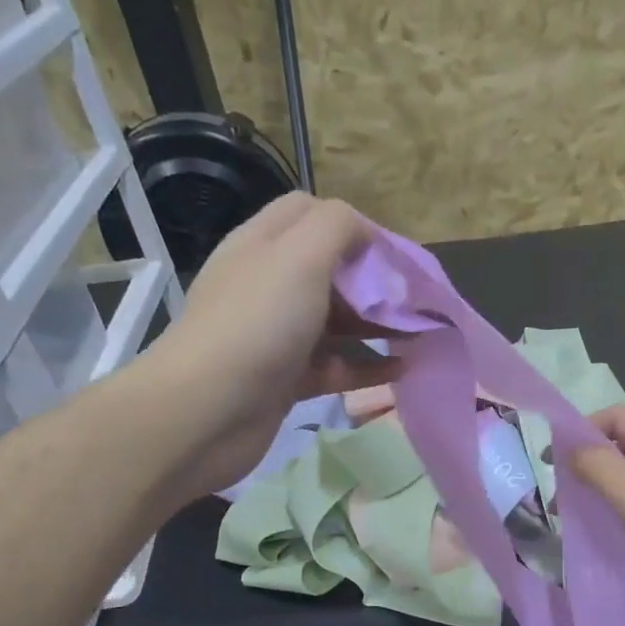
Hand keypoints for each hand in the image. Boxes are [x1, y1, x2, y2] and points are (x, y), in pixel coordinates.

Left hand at [147, 194, 399, 496]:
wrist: (206, 412)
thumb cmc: (257, 324)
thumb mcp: (299, 256)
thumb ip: (337, 227)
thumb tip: (365, 232)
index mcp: (263, 245)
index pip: (309, 213)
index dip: (353, 226)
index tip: (391, 256)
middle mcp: (267, 286)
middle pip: (328, 270)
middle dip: (373, 282)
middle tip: (412, 302)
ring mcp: (276, 336)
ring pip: (335, 322)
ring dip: (376, 325)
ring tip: (418, 337)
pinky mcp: (285, 380)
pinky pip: (335, 367)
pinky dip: (367, 367)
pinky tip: (401, 372)